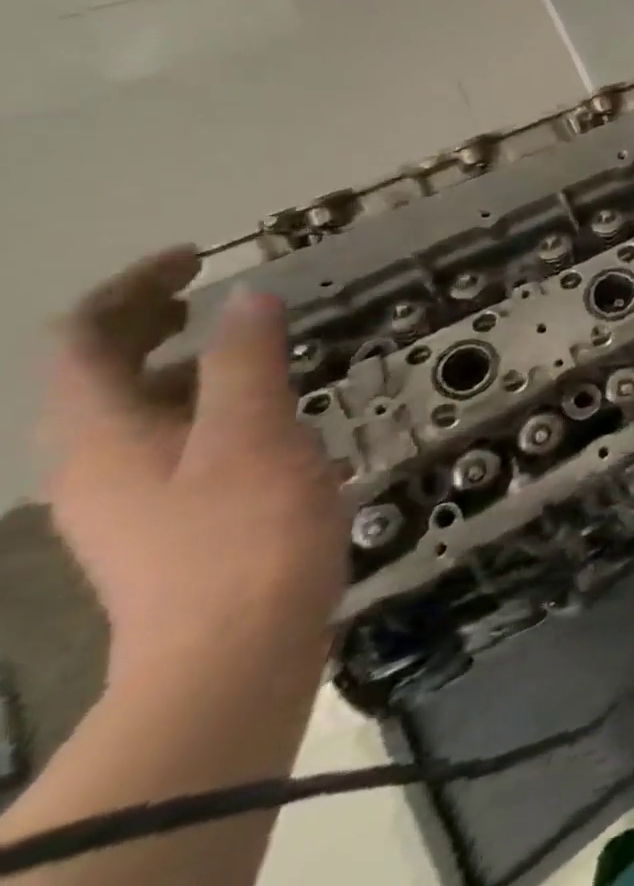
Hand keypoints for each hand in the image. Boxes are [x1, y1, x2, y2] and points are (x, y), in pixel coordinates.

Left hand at [43, 249, 348, 687]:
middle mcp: (97, 462)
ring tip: (255, 345)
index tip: (199, 258)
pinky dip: (208, 405)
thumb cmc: (244, 534)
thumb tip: (249, 296)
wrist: (233, 654)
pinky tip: (267, 414)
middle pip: (103, 372)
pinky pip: (173, 440)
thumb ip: (248, 361)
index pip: (86, 339)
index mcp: (103, 436)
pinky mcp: (169, 521)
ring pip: (139, 408)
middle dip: (154, 320)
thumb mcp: (254, 435)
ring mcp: (130, 498)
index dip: (134, 288)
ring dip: (186, 362)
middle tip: (221, 291)